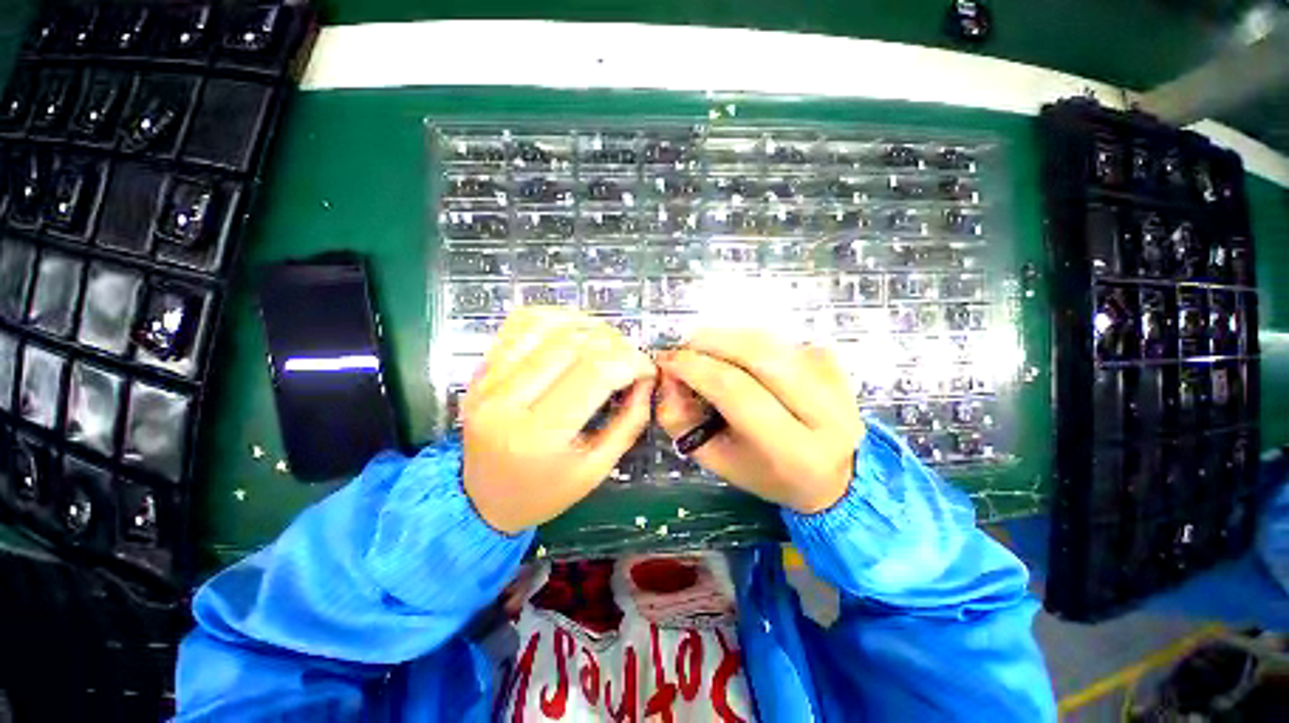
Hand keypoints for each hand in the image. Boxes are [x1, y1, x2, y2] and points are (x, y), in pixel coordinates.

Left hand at [462, 308, 655, 533]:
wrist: (482, 499)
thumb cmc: (544, 494)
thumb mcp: (597, 470)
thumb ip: (629, 422)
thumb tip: (646, 379)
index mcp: (538, 436)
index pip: (595, 372)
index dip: (631, 361)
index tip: (647, 369)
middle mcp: (507, 400)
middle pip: (574, 344)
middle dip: (616, 344)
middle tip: (631, 358)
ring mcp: (488, 379)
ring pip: (548, 325)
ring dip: (589, 326)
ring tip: (608, 343)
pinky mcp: (482, 368)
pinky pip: (521, 322)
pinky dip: (556, 316)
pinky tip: (575, 329)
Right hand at [655, 330, 864, 514]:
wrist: (834, 475)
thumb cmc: (768, 474)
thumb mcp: (718, 461)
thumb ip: (683, 423)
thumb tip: (667, 379)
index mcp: (793, 450)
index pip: (737, 392)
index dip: (696, 368)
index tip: (667, 360)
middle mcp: (824, 411)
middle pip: (758, 354)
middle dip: (711, 342)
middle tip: (684, 346)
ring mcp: (834, 380)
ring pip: (769, 340)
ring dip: (728, 337)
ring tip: (705, 350)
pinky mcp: (834, 362)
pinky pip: (780, 340)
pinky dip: (750, 343)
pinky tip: (741, 360)